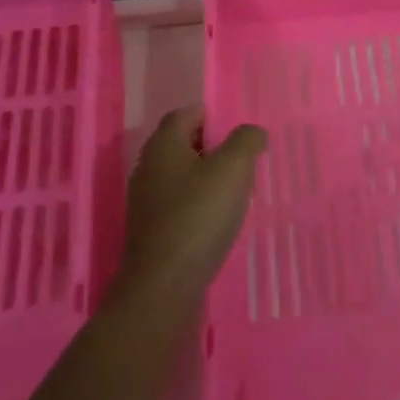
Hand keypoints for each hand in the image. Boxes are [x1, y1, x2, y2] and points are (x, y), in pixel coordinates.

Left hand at [121, 106, 266, 303]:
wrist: (164, 285)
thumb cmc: (198, 216)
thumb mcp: (232, 170)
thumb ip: (246, 142)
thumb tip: (252, 132)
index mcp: (163, 145)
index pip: (185, 114)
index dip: (213, 115)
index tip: (240, 130)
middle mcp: (148, 167)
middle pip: (183, 144)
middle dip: (214, 147)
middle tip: (245, 159)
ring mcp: (147, 201)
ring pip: (182, 176)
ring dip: (208, 178)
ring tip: (238, 190)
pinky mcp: (152, 229)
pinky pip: (179, 203)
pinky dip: (199, 204)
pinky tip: (220, 219)